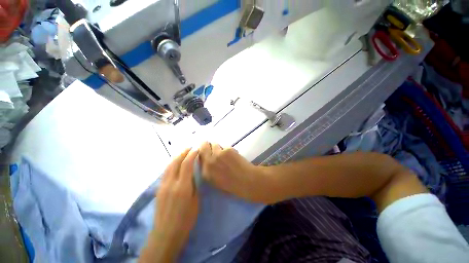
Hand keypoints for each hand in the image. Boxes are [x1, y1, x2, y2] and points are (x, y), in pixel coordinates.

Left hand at [140, 149, 198, 262]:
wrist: (166, 232)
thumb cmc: (186, 218)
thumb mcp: (195, 200)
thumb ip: (193, 185)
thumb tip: (192, 174)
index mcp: (182, 187)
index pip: (186, 164)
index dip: (192, 154)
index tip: (197, 149)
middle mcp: (171, 183)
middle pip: (176, 162)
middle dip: (183, 152)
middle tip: (190, 148)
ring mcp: (163, 185)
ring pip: (169, 166)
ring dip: (176, 157)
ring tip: (183, 152)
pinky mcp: (159, 189)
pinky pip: (165, 172)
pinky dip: (172, 164)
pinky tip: (175, 163)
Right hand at [199, 142, 277, 203]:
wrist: (246, 181)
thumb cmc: (232, 185)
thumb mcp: (215, 181)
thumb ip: (209, 170)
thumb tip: (208, 160)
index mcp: (205, 172)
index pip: (199, 156)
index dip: (203, 152)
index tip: (205, 151)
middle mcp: (209, 161)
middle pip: (204, 146)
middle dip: (206, 144)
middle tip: (210, 144)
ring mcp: (218, 154)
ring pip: (215, 144)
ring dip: (218, 147)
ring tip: (224, 152)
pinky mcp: (227, 150)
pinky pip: (225, 146)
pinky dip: (228, 149)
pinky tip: (233, 155)